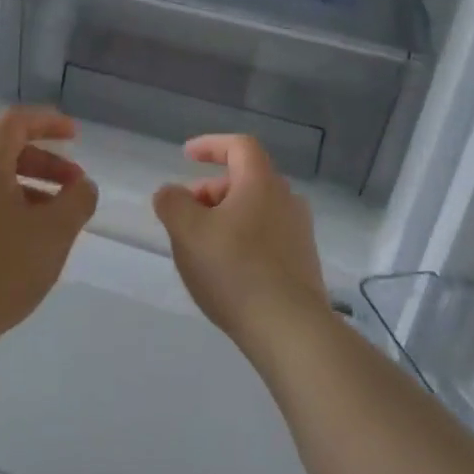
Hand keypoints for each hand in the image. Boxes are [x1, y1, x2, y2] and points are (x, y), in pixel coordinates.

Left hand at [0, 107, 98, 352]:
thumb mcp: (53, 235)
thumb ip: (77, 202)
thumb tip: (82, 186)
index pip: (15, 123)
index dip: (48, 122)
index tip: (75, 136)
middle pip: (5, 156)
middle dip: (45, 167)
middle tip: (73, 191)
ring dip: (27, 194)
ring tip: (52, 227)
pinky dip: (5, 215)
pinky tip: (20, 249)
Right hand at [152, 135, 331, 351]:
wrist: (289, 328)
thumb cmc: (234, 270)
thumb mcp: (187, 232)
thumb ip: (172, 203)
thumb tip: (171, 193)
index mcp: (262, 183)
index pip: (239, 147)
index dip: (211, 145)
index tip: (186, 155)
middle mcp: (287, 200)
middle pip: (246, 180)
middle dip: (211, 190)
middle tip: (185, 215)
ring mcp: (299, 233)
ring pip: (256, 210)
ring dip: (225, 217)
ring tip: (201, 246)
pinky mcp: (303, 263)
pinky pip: (266, 237)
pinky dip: (242, 240)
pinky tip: (226, 270)